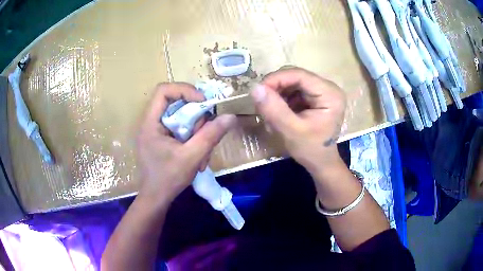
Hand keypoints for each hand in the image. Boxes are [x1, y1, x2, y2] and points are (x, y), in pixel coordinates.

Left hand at [137, 83, 235, 202]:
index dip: (185, 90)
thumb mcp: (191, 157)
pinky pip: (181, 129)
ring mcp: (156, 131)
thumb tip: (230, 117)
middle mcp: (151, 122)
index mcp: (150, 122)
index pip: (164, 90)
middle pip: (176, 103)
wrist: (156, 199)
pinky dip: (193, 139)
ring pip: (181, 118)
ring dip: (197, 132)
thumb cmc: (167, 179)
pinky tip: (198, 157)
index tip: (203, 102)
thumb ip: (210, 136)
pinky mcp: (162, 139)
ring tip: (203, 153)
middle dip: (196, 116)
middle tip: (207, 132)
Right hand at [251, 67, 345, 172]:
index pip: (299, 75)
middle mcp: (328, 88)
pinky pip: (293, 91)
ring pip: (292, 83)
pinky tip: (278, 114)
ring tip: (270, 114)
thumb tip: (255, 88)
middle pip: (295, 77)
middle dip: (275, 89)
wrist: (321, 163)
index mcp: (330, 94)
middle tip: (262, 105)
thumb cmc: (311, 150)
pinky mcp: (315, 97)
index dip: (276, 79)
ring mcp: (322, 92)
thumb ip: (274, 109)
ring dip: (277, 95)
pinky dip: (282, 100)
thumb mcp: (291, 131)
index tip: (257, 91)